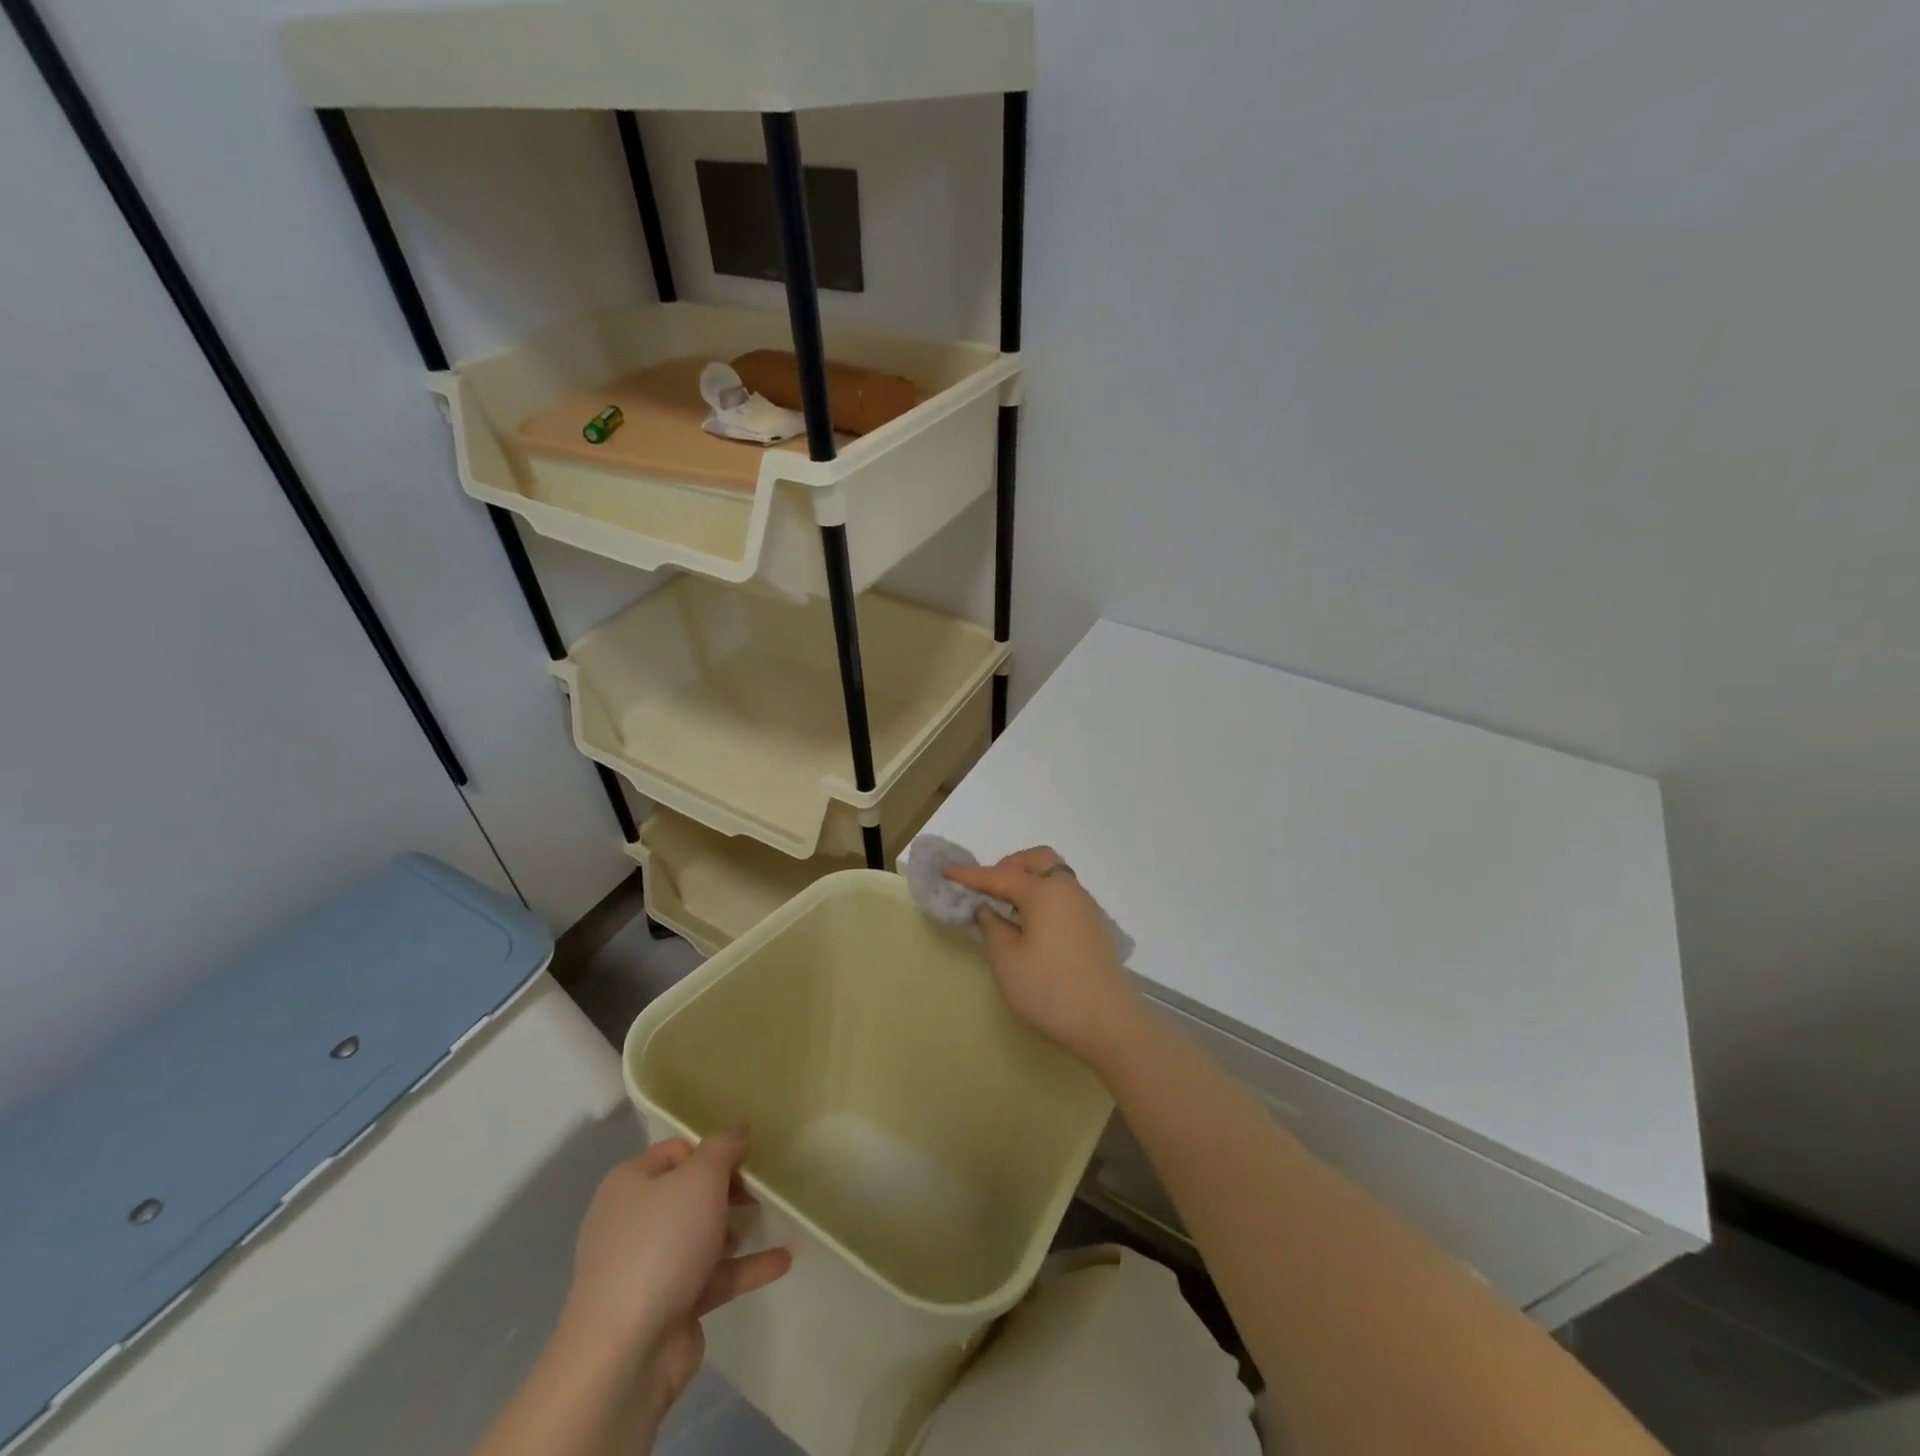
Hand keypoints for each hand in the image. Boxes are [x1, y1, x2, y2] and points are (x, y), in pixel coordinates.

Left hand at [559, 1127, 790, 1423]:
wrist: (625, 1353)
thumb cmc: (661, 1245)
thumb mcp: (700, 1178)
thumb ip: (723, 1147)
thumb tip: (739, 1128)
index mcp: (630, 1184)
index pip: (678, 1151)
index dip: (713, 1150)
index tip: (747, 1158)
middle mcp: (635, 1221)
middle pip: (690, 1193)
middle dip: (728, 1190)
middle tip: (759, 1190)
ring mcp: (649, 1267)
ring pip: (702, 1236)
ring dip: (735, 1229)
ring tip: (769, 1220)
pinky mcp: (669, 1305)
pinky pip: (713, 1276)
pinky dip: (745, 1267)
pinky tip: (782, 1260)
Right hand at [943, 846, 1140, 1067]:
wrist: (1109, 1022)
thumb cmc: (1051, 989)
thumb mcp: (1007, 961)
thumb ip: (992, 928)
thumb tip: (988, 910)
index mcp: (1043, 892)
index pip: (999, 876)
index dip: (970, 874)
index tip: (946, 870)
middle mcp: (1067, 890)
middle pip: (1037, 860)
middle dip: (1009, 866)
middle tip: (989, 890)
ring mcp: (1085, 907)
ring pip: (1053, 877)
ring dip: (1028, 881)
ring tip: (1007, 909)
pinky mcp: (1093, 926)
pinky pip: (1063, 895)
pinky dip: (1043, 897)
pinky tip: (1031, 925)